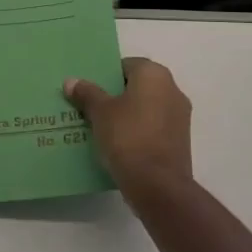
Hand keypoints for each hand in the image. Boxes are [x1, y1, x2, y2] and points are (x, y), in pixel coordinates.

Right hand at [64, 57, 192, 202]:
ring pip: (146, 108)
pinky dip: (138, 132)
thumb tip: (71, 81)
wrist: (158, 185)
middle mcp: (172, 89)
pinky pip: (153, 128)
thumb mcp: (100, 113)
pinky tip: (118, 146)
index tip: (90, 90)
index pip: (127, 65)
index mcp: (155, 75)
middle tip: (91, 108)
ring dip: (128, 115)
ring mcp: (180, 117)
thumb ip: (87, 93)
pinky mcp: (180, 141)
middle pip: (138, 86)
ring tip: (101, 128)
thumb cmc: (128, 137)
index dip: (106, 76)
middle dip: (116, 96)